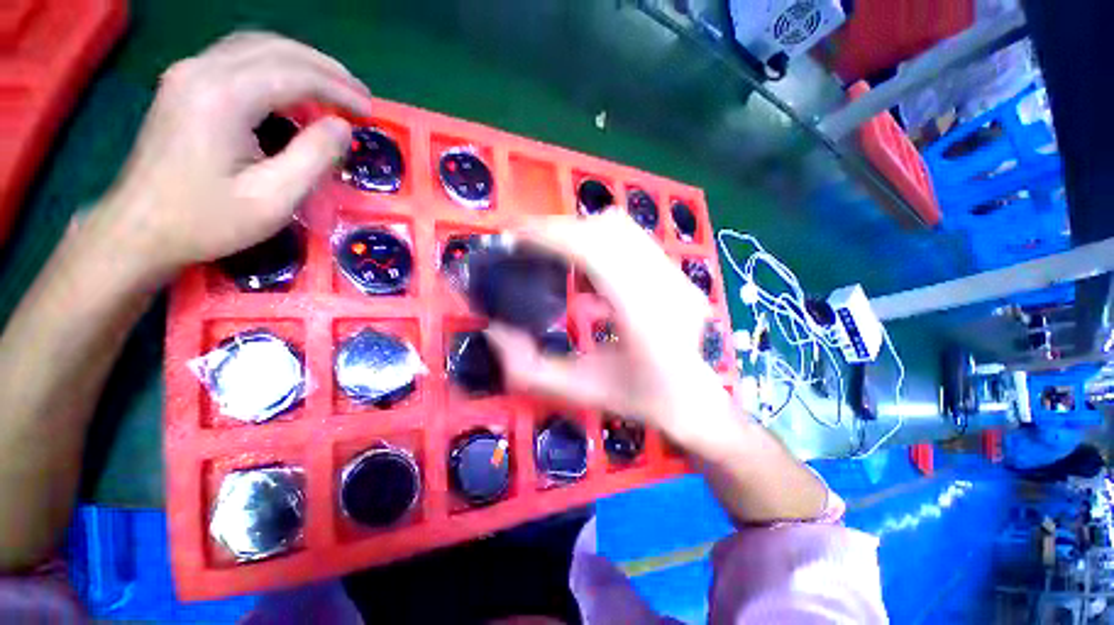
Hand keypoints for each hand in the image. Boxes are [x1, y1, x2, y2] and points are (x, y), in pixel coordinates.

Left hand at [95, 32, 370, 279]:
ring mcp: (188, 73)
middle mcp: (202, 69)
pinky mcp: (184, 84)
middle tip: (359, 96)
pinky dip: (276, 67)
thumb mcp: (274, 199)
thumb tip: (342, 127)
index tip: (370, 113)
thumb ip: (314, 157)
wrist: (139, 230)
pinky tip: (293, 89)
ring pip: (257, 47)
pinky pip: (239, 58)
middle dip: (326, 70)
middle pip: (277, 50)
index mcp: (223, 96)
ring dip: (302, 63)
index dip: (339, 90)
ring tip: (334, 89)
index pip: (295, 75)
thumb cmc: (206, 220)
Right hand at [486, 212, 735, 445]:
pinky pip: (632, 238)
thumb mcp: (579, 391)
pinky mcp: (678, 272)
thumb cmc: (641, 400)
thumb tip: (493, 331)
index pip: (596, 252)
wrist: (696, 400)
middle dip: (559, 229)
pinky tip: (584, 263)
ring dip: (579, 231)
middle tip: (527, 243)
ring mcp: (678, 275)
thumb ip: (529, 369)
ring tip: (552, 250)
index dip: (552, 236)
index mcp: (644, 317)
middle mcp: (666, 286)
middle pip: (607, 231)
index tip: (516, 236)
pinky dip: (599, 239)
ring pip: (622, 228)